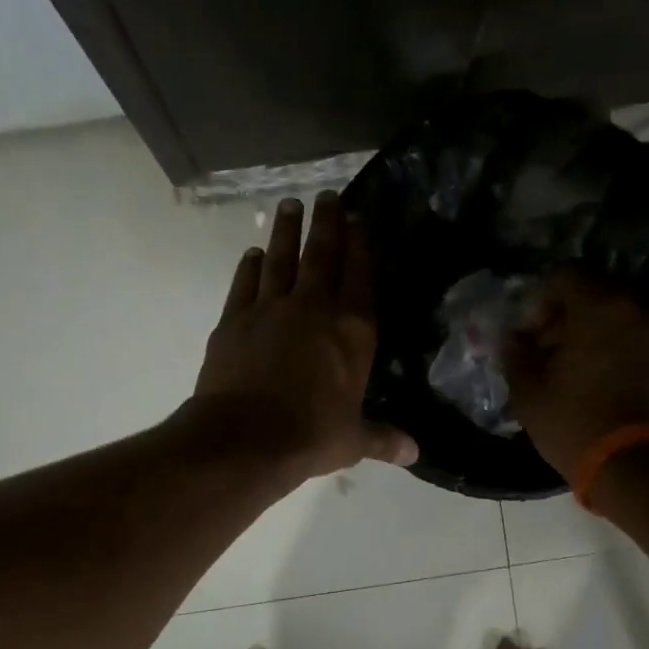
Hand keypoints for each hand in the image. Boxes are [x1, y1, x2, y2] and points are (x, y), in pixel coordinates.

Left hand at [189, 191, 417, 483]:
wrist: (245, 438)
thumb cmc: (311, 436)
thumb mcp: (354, 440)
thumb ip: (383, 438)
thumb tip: (415, 453)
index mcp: (352, 332)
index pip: (361, 276)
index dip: (362, 244)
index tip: (360, 217)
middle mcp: (313, 309)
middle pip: (321, 255)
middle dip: (327, 223)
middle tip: (327, 195)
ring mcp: (270, 310)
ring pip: (281, 259)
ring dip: (287, 231)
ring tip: (289, 205)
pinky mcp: (234, 320)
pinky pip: (245, 283)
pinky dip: (250, 266)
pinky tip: (254, 253)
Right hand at [506, 270, 648, 481]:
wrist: (635, 468)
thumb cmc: (575, 424)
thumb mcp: (528, 392)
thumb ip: (515, 355)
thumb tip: (511, 339)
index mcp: (601, 308)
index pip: (565, 276)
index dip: (539, 300)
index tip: (526, 331)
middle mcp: (635, 311)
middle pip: (591, 294)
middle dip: (561, 316)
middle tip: (540, 349)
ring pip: (611, 316)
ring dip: (584, 333)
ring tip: (562, 368)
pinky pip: (628, 337)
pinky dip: (606, 347)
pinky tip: (587, 378)